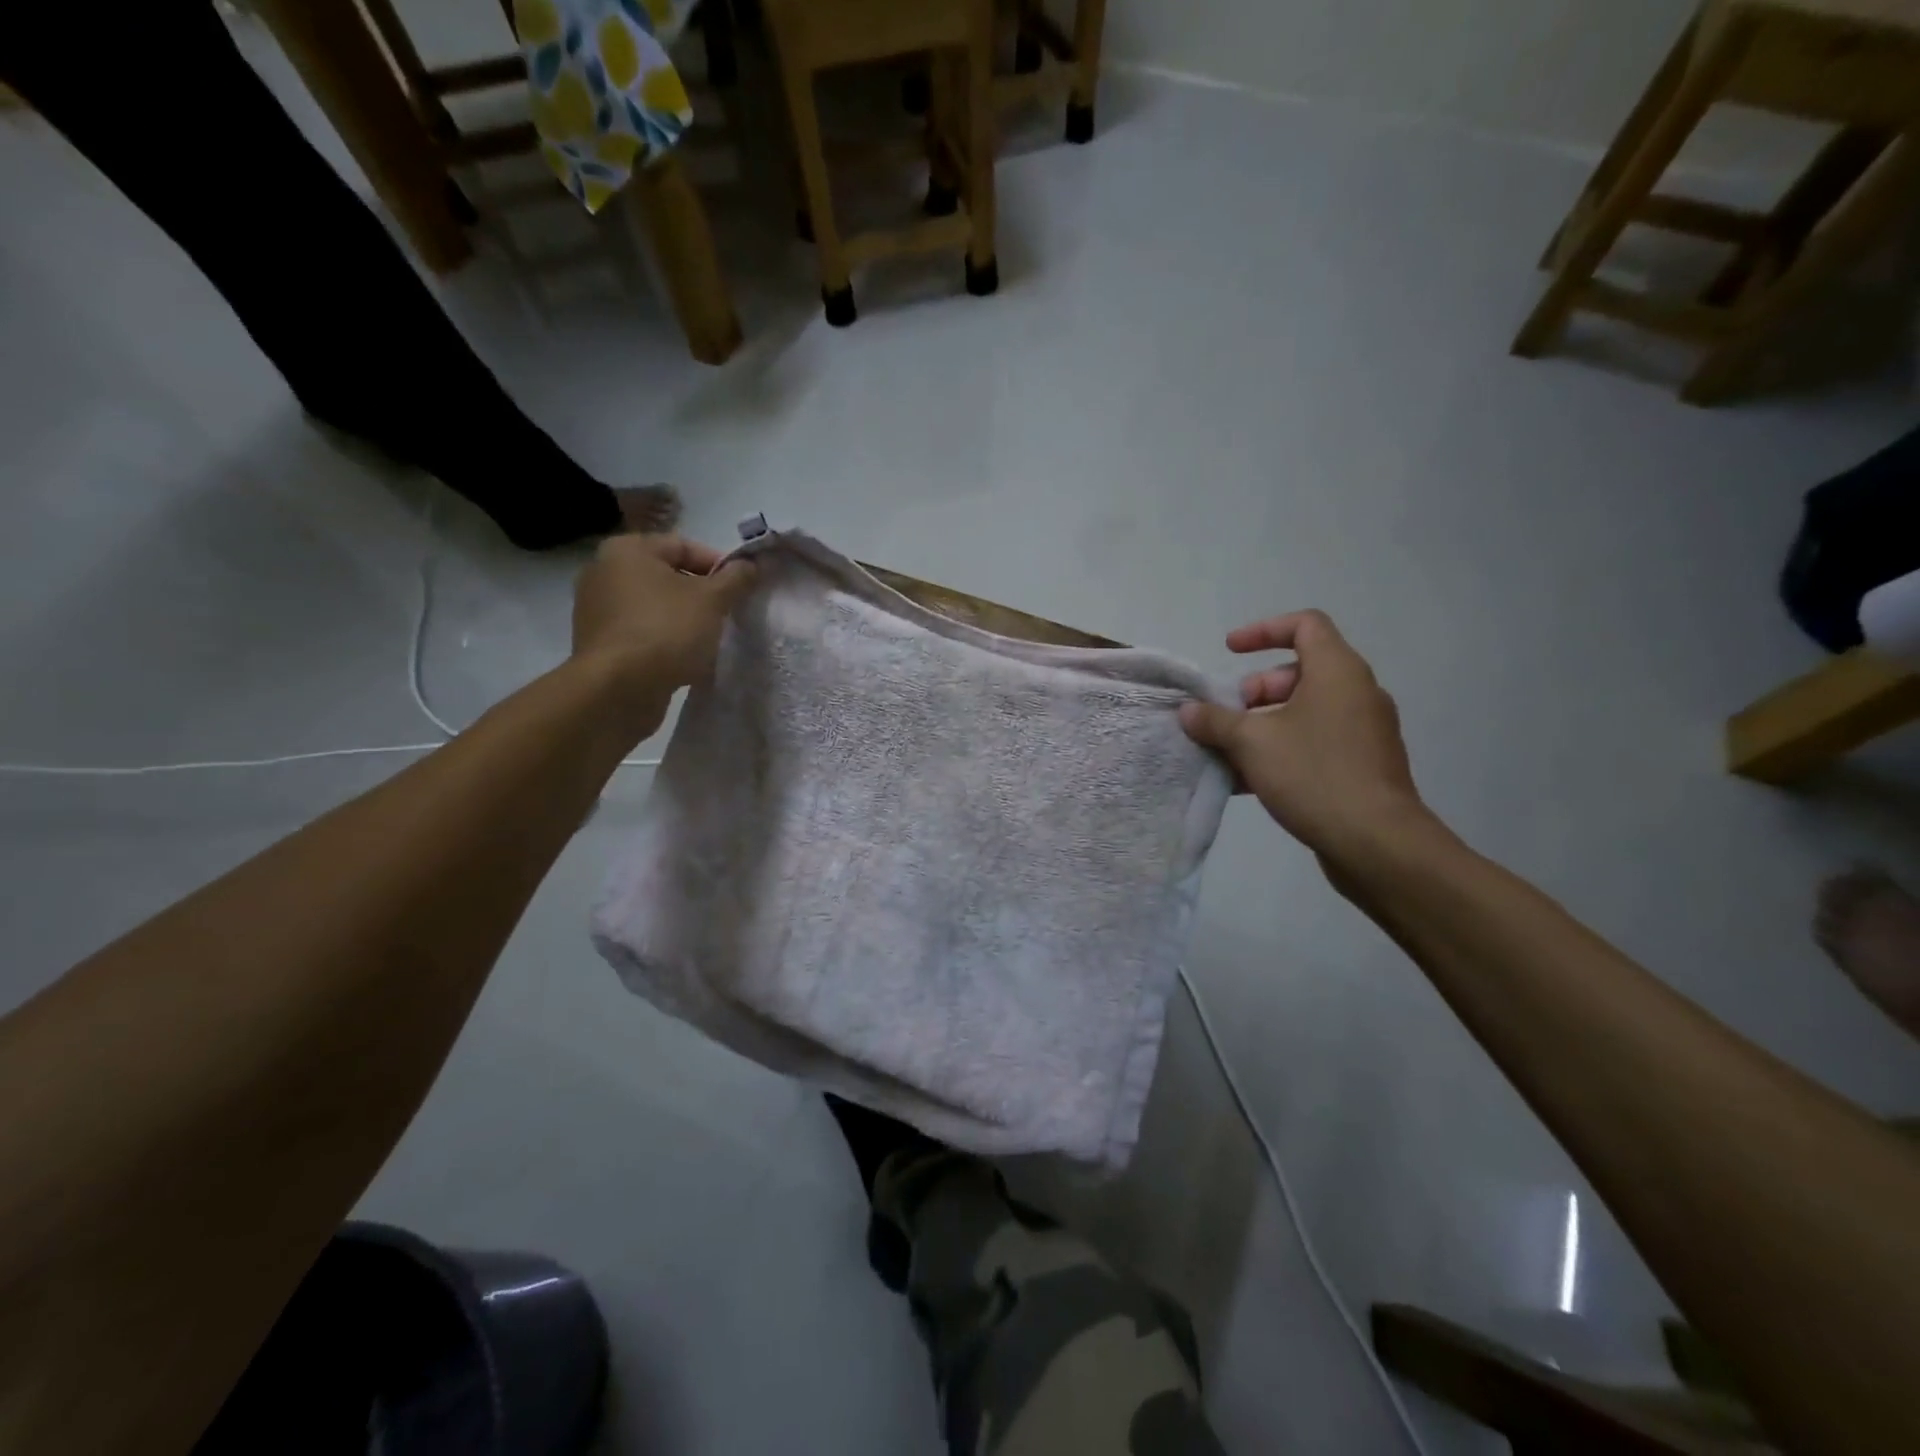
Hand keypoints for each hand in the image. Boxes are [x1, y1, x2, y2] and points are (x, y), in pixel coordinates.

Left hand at [572, 534, 755, 708]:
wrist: (618, 689)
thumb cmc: (666, 631)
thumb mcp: (712, 600)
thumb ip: (735, 579)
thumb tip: (750, 564)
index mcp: (627, 550)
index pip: (684, 546)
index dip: (719, 565)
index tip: (741, 589)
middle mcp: (604, 571)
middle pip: (668, 576)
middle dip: (702, 594)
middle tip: (728, 615)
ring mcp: (597, 609)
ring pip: (655, 606)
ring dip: (685, 619)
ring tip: (710, 639)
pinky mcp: (599, 643)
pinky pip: (642, 632)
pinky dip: (665, 640)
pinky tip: (685, 659)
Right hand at [1179, 611, 1429, 857]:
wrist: (1376, 842)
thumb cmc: (1313, 774)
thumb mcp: (1251, 742)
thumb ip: (1215, 721)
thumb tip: (1190, 711)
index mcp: (1337, 672)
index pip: (1305, 625)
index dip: (1263, 630)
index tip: (1229, 651)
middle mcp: (1357, 693)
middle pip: (1298, 673)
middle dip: (1254, 692)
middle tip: (1226, 718)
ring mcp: (1364, 731)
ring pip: (1304, 712)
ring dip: (1262, 726)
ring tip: (1227, 754)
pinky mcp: (1363, 765)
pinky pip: (1315, 743)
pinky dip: (1281, 750)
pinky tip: (1247, 783)